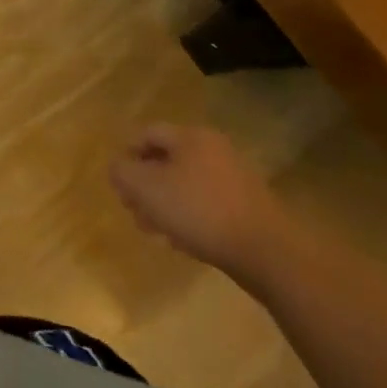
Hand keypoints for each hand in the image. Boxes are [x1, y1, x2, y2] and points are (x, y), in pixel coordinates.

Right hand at [110, 124, 298, 288]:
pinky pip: (209, 205)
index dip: (127, 155)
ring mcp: (236, 179)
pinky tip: (186, 243)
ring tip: (158, 232)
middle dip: (146, 186)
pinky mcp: (249, 208)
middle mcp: (214, 149)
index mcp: (191, 137)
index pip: (147, 134)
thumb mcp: (146, 188)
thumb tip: (118, 168)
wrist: (268, 253)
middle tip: (135, 211)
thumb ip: (122, 172)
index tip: (120, 184)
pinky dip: (192, 218)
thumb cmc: (199, 211)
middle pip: (168, 161)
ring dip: (167, 205)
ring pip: (187, 185)